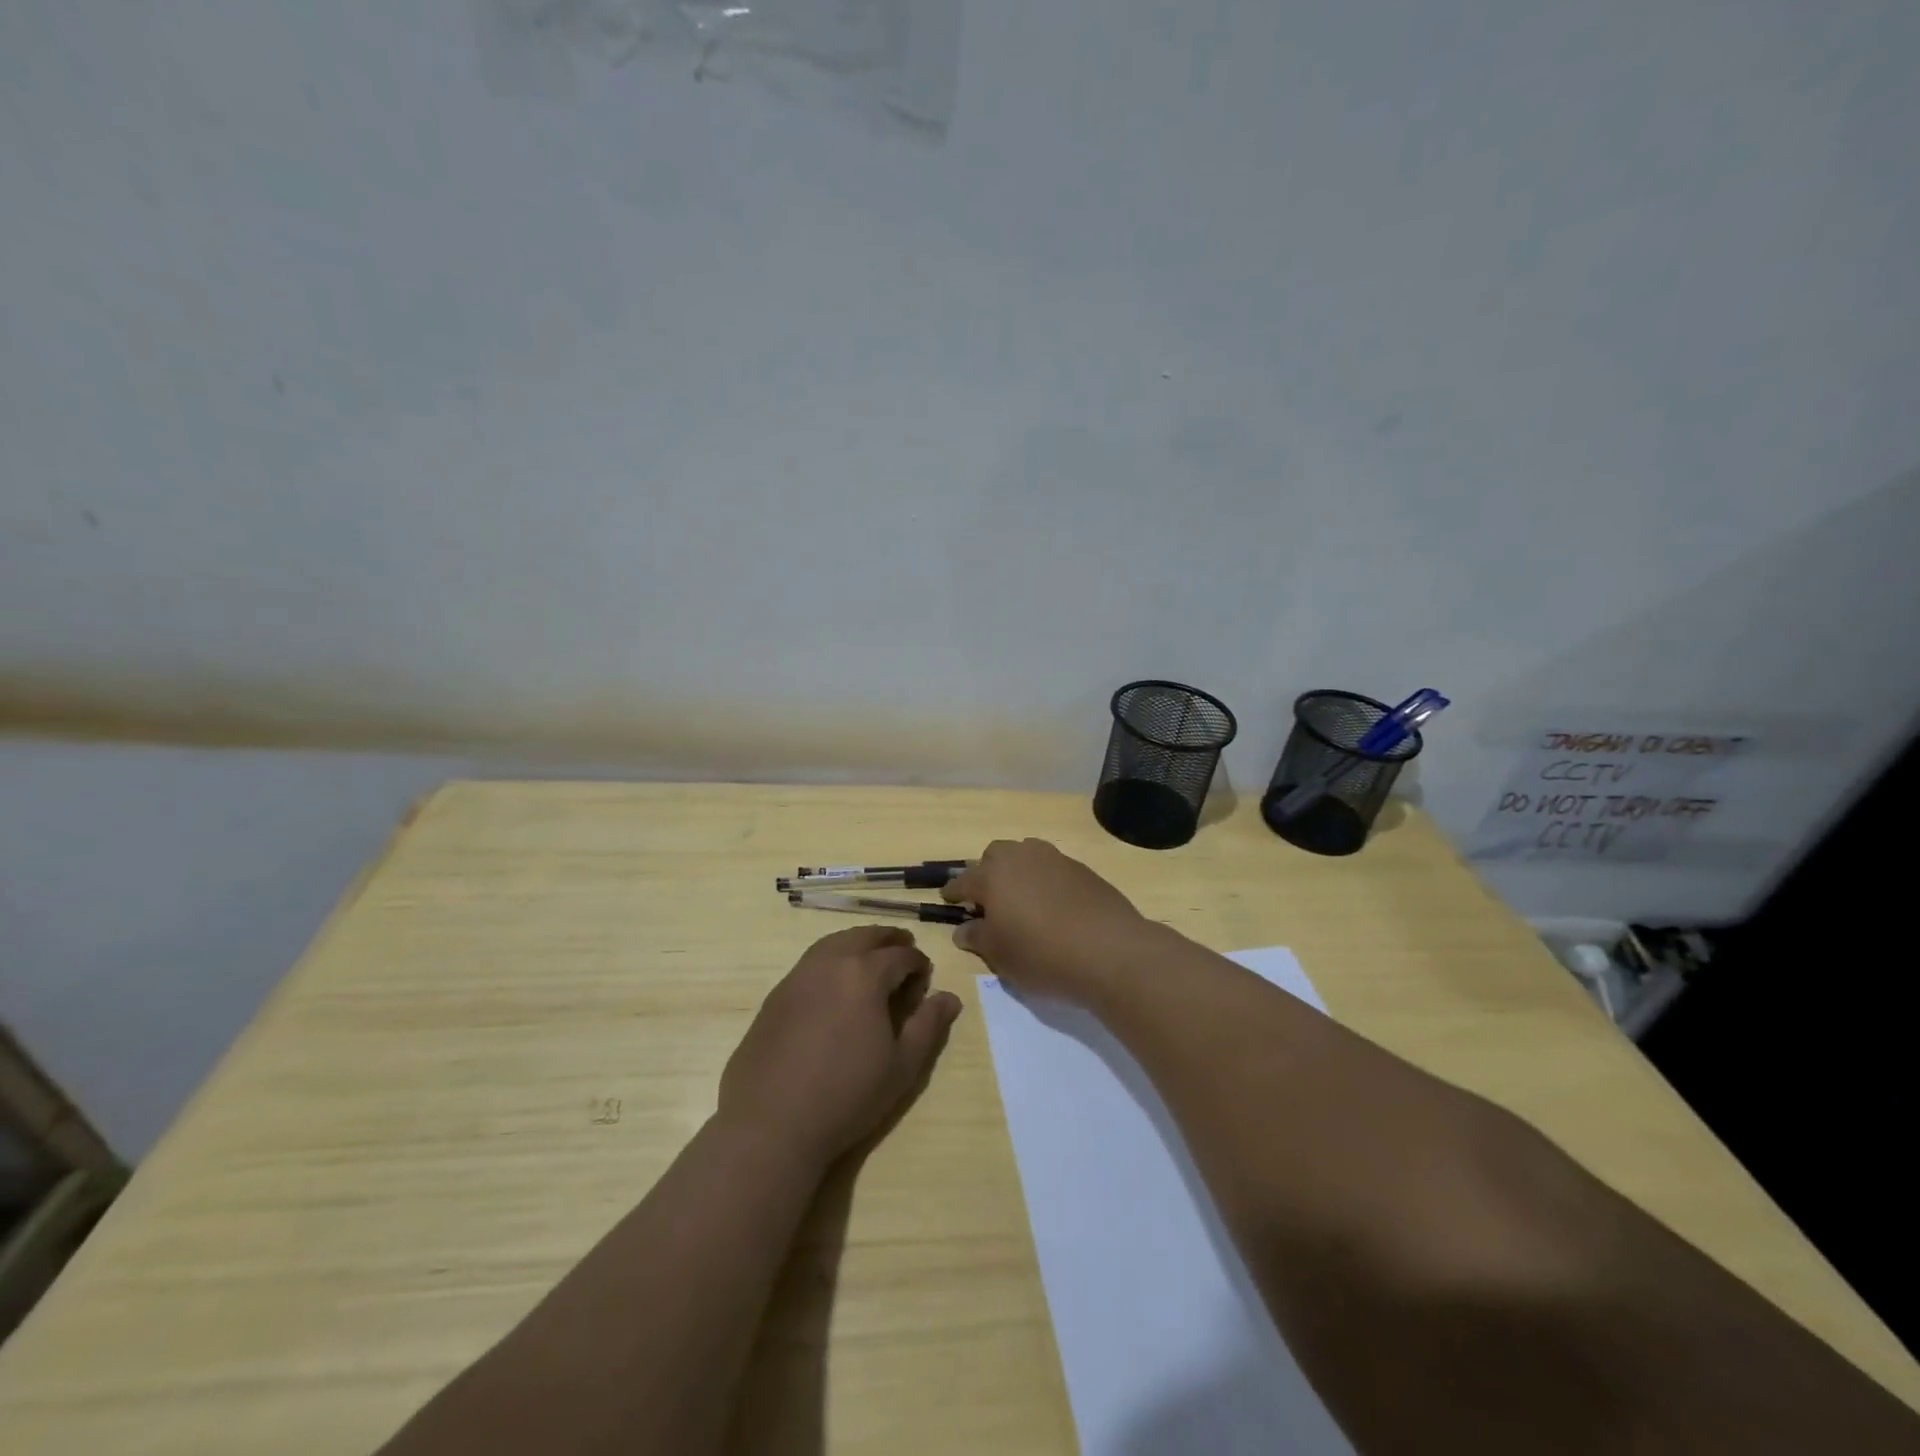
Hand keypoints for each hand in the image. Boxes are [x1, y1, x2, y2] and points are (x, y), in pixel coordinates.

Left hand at [718, 925, 962, 1166]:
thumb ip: (928, 1025)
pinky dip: (831, 959)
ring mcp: (798, 976)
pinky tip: (835, 985)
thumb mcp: (902, 1065)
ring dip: (858, 943)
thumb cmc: (847, 1094)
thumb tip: (950, 997)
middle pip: (865, 936)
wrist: (771, 1123)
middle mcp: (830, 962)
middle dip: (889, 940)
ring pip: (834, 943)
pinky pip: (810, 962)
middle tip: (904, 948)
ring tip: (871, 959)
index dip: (918, 964)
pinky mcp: (776, 995)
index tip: (925, 979)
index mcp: (864, 973)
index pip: (901, 955)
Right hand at [941, 839, 1152, 1004]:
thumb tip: (964, 928)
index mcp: (992, 876)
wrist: (1109, 950)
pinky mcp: (1081, 868)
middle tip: (989, 900)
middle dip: (987, 872)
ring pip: (1026, 854)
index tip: (948, 900)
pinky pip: (1052, 867)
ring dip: (1018, 871)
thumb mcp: (1001, 956)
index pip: (963, 881)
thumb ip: (978, 937)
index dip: (954, 892)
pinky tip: (1052, 904)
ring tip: (1021, 899)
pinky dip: (1045, 880)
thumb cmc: (1042, 955)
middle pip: (995, 855)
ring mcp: (1054, 859)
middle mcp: (1021, 857)